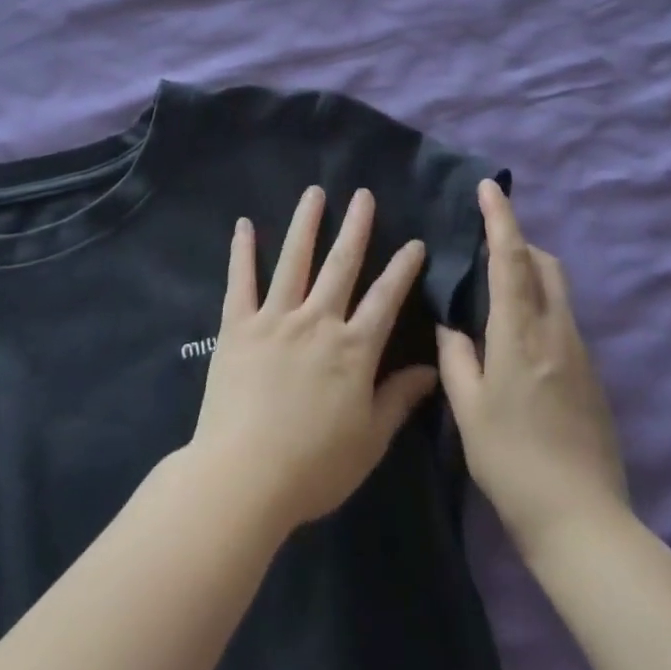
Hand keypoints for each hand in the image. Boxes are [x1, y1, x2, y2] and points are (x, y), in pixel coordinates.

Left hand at [187, 186, 439, 536]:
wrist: (244, 477)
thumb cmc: (314, 467)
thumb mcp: (370, 440)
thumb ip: (399, 399)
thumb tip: (432, 369)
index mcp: (353, 349)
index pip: (385, 298)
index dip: (402, 268)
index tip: (414, 242)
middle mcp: (317, 322)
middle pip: (341, 265)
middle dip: (356, 227)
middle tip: (363, 195)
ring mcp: (275, 319)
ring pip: (294, 261)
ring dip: (305, 224)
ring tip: (313, 192)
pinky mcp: (238, 326)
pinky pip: (240, 281)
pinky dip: (241, 251)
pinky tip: (242, 224)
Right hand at [437, 180, 627, 563]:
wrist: (582, 521)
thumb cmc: (512, 462)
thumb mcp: (467, 409)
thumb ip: (456, 358)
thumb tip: (452, 326)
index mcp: (520, 333)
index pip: (511, 259)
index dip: (500, 218)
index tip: (489, 187)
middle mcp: (555, 331)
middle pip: (544, 264)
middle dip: (518, 241)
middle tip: (485, 246)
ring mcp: (579, 352)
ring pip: (557, 290)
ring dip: (531, 272)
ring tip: (496, 288)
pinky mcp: (591, 374)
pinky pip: (562, 318)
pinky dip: (540, 304)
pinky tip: (516, 337)